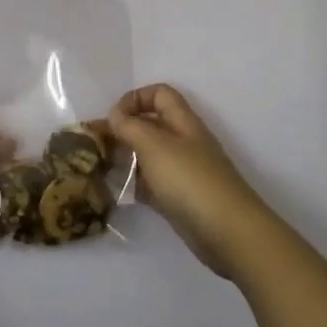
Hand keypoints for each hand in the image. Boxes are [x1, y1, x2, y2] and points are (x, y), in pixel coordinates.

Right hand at [110, 84, 277, 277]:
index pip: (159, 94)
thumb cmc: (190, 180)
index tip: (113, 118)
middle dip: (125, 129)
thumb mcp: (154, 146)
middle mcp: (184, 142)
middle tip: (98, 144)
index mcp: (183, 122)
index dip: (135, 98)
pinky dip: (135, 184)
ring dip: (127, 157)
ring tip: (101, 167)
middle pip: (152, 124)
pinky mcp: (180, 199)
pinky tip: (118, 191)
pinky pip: (153, 183)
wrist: (228, 232)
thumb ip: (131, 127)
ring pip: (150, 155)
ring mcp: (183, 172)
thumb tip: (115, 115)